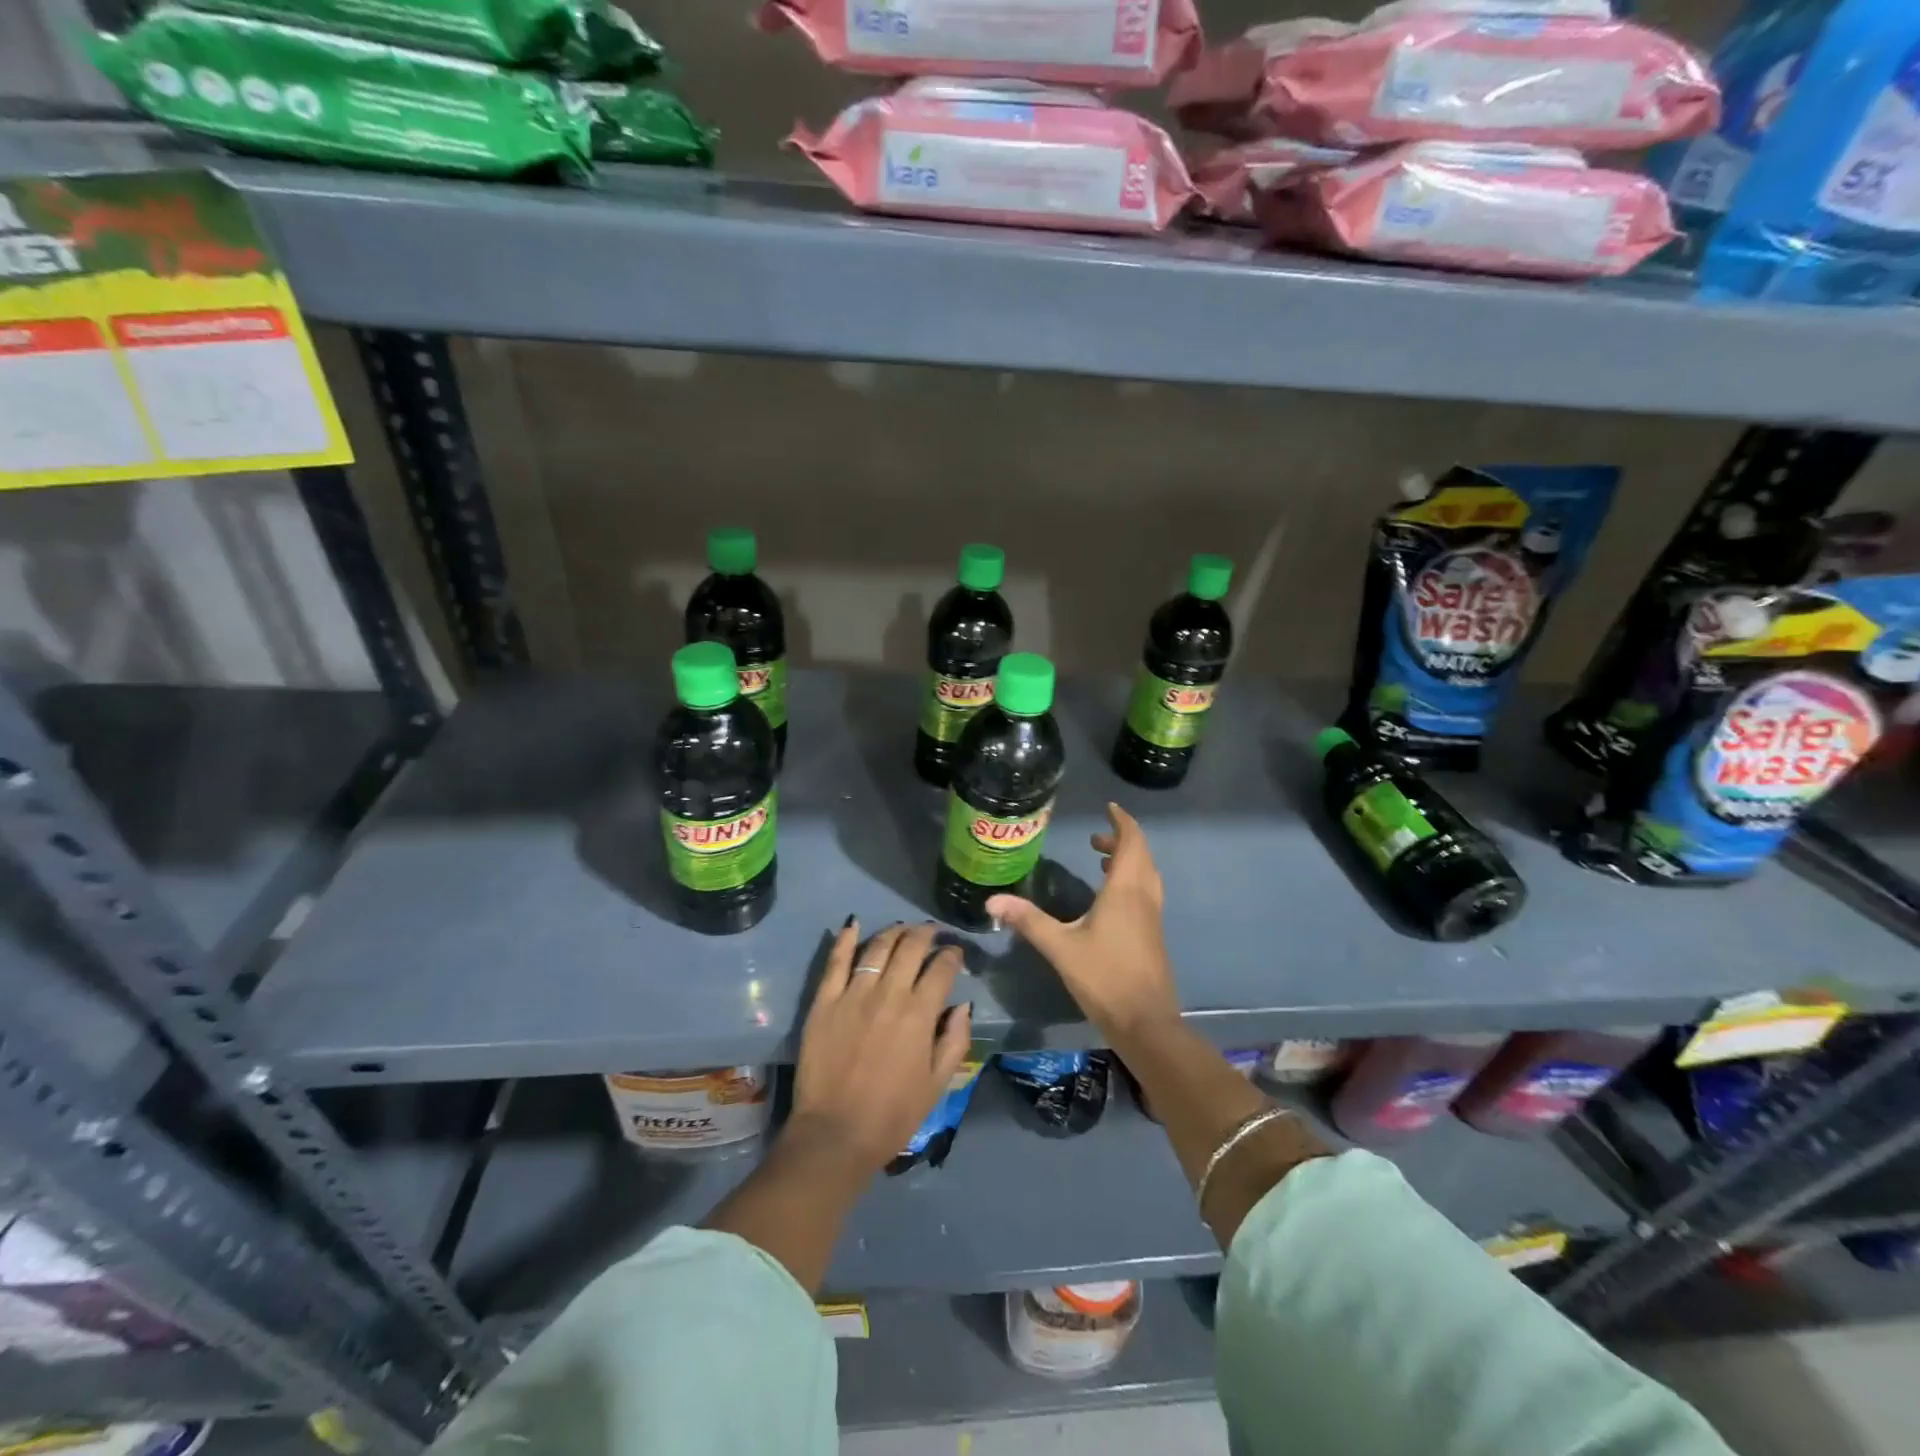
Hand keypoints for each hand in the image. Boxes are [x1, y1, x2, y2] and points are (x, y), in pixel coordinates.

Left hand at [789, 920, 972, 1176]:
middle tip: (931, 933)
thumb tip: (962, 1005)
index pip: (942, 968)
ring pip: (877, 947)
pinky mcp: (824, 1001)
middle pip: (910, 947)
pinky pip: (836, 961)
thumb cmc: (892, 1115)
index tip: (955, 953)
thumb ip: (954, 1040)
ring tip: (902, 929)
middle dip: (926, 934)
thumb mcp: (937, 1085)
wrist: (834, 1135)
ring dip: (894, 932)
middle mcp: (888, 994)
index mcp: (919, 1014)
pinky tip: (854, 924)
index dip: (952, 955)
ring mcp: (853, 994)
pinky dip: (846, 939)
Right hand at [987, 803, 1180, 1049]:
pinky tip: (1109, 899)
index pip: (1131, 842)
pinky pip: (1146, 892)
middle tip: (1095, 838)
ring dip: (1128, 860)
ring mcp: (1152, 916)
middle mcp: (1144, 896)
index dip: (1122, 821)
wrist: (1146, 1023)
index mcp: (1125, 890)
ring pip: (1146, 874)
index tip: (1108, 807)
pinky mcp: (1153, 934)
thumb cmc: (1104, 977)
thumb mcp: (1060, 947)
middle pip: (1141, 855)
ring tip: (1100, 861)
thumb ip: (1028, 920)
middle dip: (1121, 840)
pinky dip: (1131, 880)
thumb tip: (992, 900)